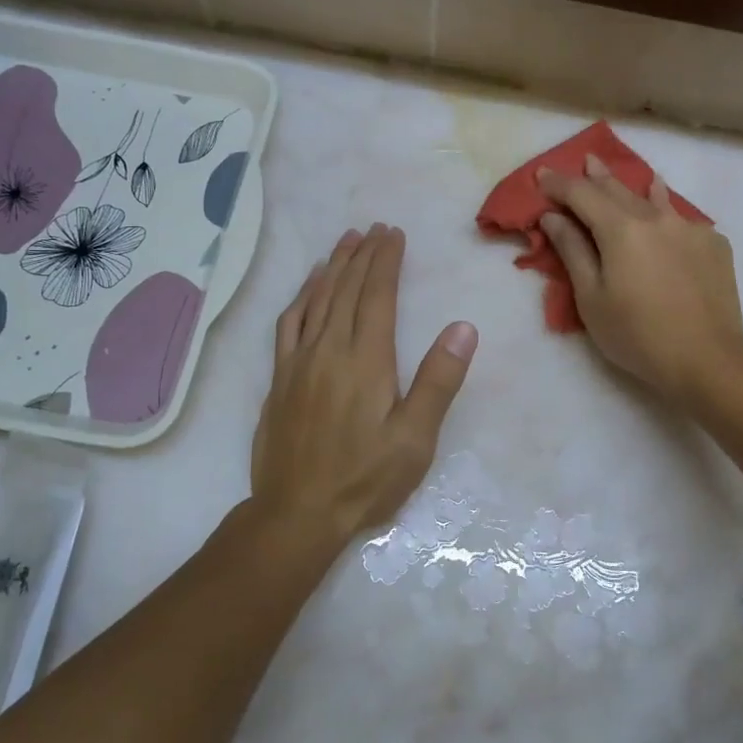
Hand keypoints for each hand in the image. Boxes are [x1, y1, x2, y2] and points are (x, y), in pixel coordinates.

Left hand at [249, 225, 477, 554]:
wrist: (297, 513)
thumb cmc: (365, 478)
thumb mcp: (415, 439)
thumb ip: (438, 381)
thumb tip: (463, 328)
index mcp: (366, 360)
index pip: (377, 296)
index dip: (386, 261)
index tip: (394, 234)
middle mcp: (329, 350)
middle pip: (346, 289)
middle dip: (363, 255)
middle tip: (375, 229)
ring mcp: (298, 362)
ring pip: (316, 299)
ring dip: (332, 266)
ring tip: (346, 241)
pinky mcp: (279, 378)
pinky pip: (289, 323)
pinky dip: (301, 296)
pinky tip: (309, 286)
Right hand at [538, 156, 742, 401]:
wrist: (708, 359)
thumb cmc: (637, 335)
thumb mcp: (591, 298)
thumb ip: (573, 252)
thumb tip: (554, 217)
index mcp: (621, 229)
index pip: (582, 195)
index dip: (559, 184)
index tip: (542, 175)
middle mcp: (657, 218)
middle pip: (619, 190)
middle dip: (596, 176)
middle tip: (584, 161)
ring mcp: (691, 228)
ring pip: (655, 200)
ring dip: (633, 187)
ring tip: (624, 175)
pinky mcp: (714, 245)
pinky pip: (682, 220)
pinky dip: (665, 212)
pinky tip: (665, 212)